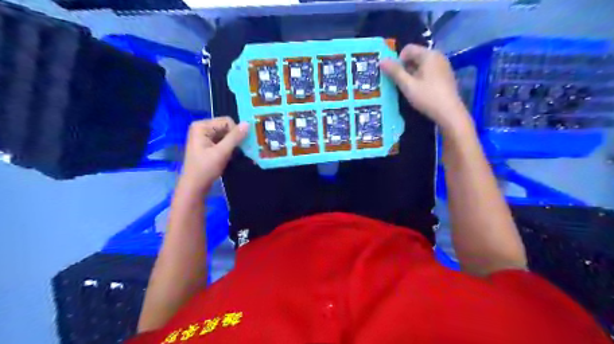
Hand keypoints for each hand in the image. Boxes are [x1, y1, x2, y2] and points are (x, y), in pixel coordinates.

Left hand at [177, 117, 245, 192]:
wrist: (195, 186)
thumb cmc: (205, 169)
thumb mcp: (221, 152)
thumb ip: (235, 137)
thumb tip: (248, 123)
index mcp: (202, 126)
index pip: (227, 121)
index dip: (236, 132)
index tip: (239, 146)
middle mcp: (202, 128)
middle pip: (227, 127)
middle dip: (234, 138)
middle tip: (239, 151)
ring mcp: (204, 136)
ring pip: (227, 135)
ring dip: (233, 144)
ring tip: (234, 154)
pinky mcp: (208, 145)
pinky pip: (223, 141)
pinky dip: (229, 147)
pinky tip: (230, 156)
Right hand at [382, 45, 470, 132]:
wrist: (449, 112)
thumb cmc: (427, 97)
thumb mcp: (407, 85)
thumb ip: (394, 72)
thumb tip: (382, 60)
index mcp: (428, 55)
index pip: (408, 49)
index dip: (398, 61)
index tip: (396, 76)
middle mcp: (438, 56)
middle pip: (415, 56)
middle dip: (405, 68)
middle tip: (401, 84)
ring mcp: (443, 66)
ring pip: (422, 65)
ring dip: (412, 74)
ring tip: (410, 89)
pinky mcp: (446, 76)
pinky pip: (429, 72)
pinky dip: (421, 78)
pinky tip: (421, 91)